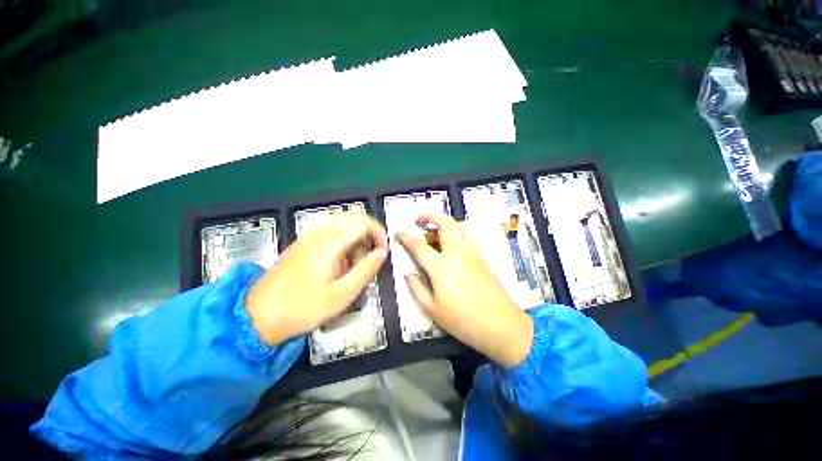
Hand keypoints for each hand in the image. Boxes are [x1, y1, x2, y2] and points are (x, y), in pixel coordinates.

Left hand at [246, 212, 388, 344]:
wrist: (257, 317)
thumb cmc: (302, 308)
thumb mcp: (341, 295)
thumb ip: (365, 270)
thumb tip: (381, 253)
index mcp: (329, 242)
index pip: (362, 222)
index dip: (379, 233)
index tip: (384, 251)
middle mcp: (319, 233)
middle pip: (353, 220)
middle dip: (368, 236)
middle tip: (370, 259)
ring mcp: (308, 237)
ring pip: (342, 227)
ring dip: (355, 241)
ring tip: (353, 267)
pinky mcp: (303, 244)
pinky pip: (331, 234)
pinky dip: (343, 244)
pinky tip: (339, 266)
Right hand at [397, 213, 533, 368]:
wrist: (501, 325)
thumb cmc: (463, 321)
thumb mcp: (432, 309)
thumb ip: (417, 288)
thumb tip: (407, 273)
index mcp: (441, 267)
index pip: (419, 246)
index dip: (406, 238)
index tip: (399, 234)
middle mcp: (457, 253)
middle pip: (445, 224)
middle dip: (431, 216)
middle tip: (420, 219)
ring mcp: (472, 253)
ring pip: (460, 226)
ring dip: (447, 222)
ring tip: (438, 228)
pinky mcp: (483, 256)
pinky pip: (469, 235)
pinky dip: (458, 231)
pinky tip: (453, 242)